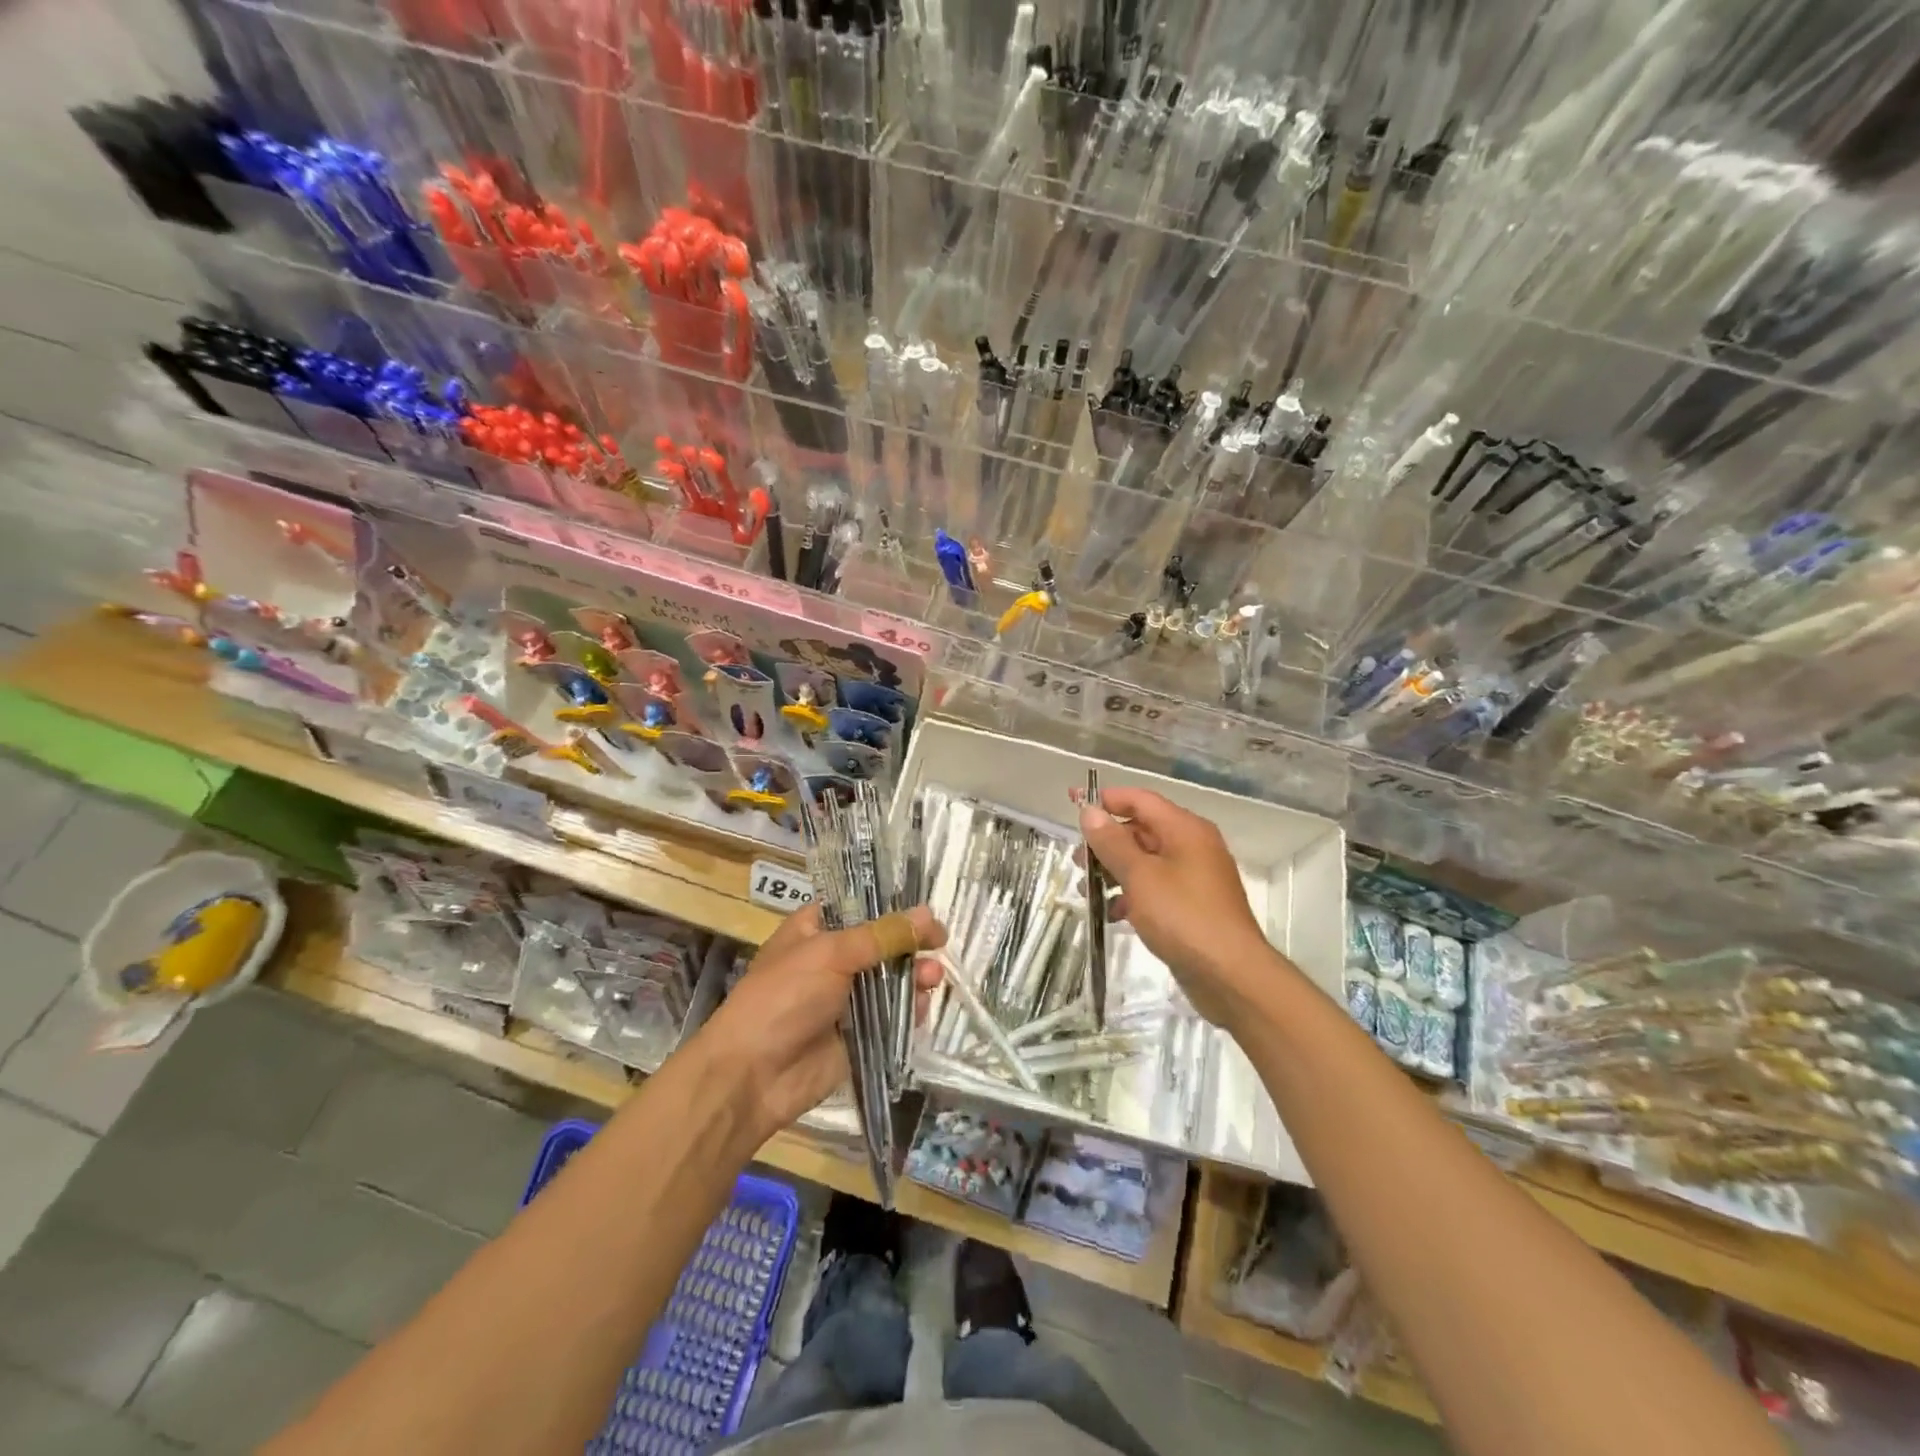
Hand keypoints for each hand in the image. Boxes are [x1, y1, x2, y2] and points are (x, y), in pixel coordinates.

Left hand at [696, 904, 946, 1139]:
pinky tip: (923, 1006)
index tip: (926, 911)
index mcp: (815, 930)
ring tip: (933, 977)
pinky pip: (891, 1017)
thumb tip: (929, 914)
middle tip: (940, 944)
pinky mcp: (858, 1035)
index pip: (859, 906)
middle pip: (882, 944)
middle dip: (910, 944)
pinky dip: (910, 1010)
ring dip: (915, 975)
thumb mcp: (831, 954)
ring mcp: (845, 999)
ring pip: (891, 980)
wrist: (753, 1075)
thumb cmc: (783, 998)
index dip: (893, 906)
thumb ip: (882, 935)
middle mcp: (832, 960)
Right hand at [1080, 788, 1273, 1026]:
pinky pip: (1156, 888)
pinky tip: (1114, 915)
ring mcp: (1194, 877)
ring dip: (1115, 871)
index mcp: (1185, 829)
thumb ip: (1112, 842)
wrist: (1230, 975)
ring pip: (1146, 862)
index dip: (1105, 799)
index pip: (1140, 799)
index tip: (1072, 804)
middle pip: (1141, 830)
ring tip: (1087, 891)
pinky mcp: (1192, 906)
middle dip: (1106, 843)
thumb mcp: (1140, 876)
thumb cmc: (1183, 917)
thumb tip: (1090, 811)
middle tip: (1078, 862)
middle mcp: (1192, 846)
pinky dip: (1132, 895)